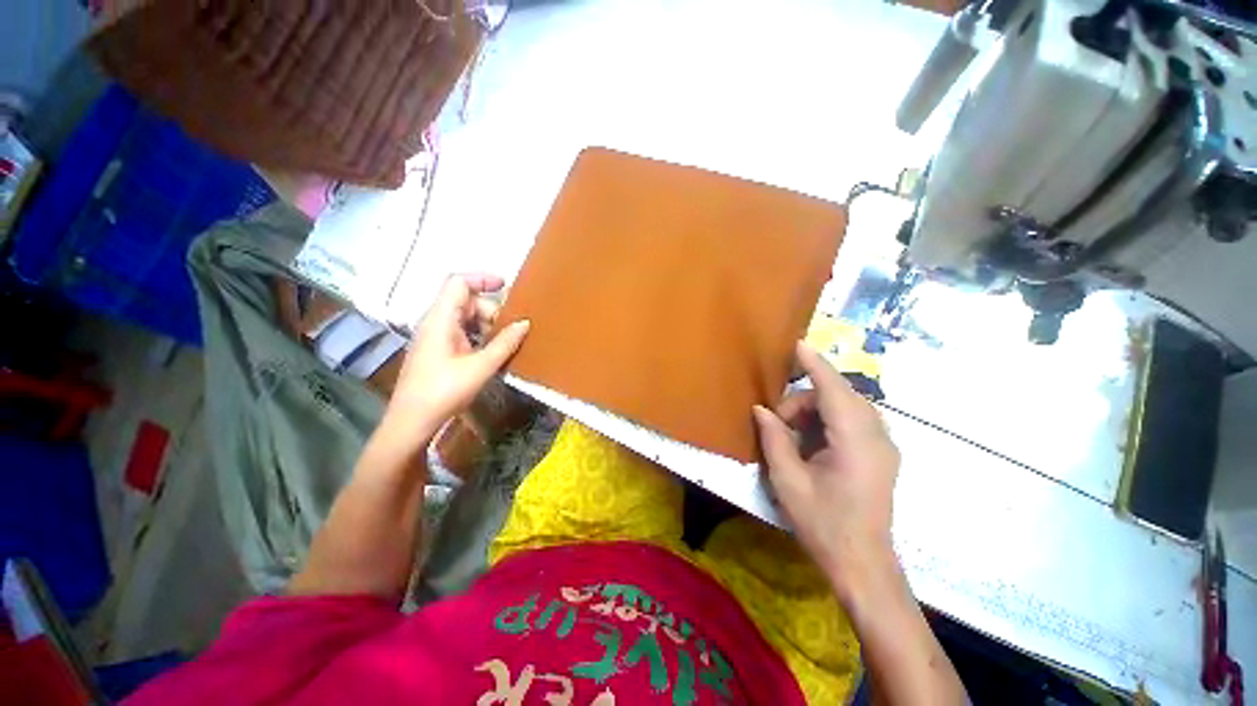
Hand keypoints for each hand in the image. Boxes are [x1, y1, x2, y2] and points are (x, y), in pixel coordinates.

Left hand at [384, 274, 529, 439]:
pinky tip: (491, 354)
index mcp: (441, 320)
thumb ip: (504, 343)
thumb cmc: (444, 391)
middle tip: (511, 332)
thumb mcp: (480, 367)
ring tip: (504, 345)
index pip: (458, 283)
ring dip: (488, 326)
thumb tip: (525, 323)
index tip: (507, 286)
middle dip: (492, 312)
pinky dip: (480, 337)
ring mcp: (436, 337)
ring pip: (466, 318)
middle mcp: (436, 322)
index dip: (482, 279)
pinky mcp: (439, 350)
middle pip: (467, 302)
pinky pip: (463, 333)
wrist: (411, 422)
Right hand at [752, 341, 900, 600]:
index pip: (833, 388)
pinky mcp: (881, 454)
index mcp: (855, 441)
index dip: (814, 364)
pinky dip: (826, 422)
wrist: (863, 564)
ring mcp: (883, 445)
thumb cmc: (823, 523)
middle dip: (803, 400)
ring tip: (790, 437)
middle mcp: (877, 436)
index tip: (797, 344)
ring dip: (813, 411)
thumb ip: (774, 438)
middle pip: (838, 395)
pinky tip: (809, 444)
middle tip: (776, 423)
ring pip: (845, 407)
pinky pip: (851, 421)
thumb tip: (761, 410)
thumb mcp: (788, 480)